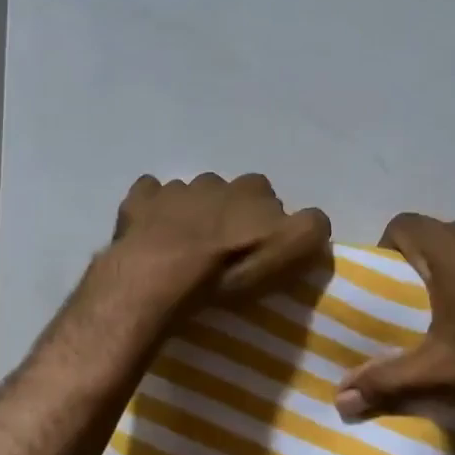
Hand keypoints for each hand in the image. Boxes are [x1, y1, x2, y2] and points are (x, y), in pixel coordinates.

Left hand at [108, 172, 330, 304]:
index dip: (264, 220)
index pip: (267, 197)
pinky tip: (151, 227)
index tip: (258, 244)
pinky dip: (152, 206)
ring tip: (186, 243)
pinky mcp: (141, 201)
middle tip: (222, 247)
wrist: (164, 272)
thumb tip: (313, 219)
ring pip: (188, 194)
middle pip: (227, 194)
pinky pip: (149, 194)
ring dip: (190, 212)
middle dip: (226, 212)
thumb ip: (311, 229)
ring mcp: (175, 188)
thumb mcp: (291, 251)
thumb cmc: (231, 266)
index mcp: (252, 191)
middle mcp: (215, 181)